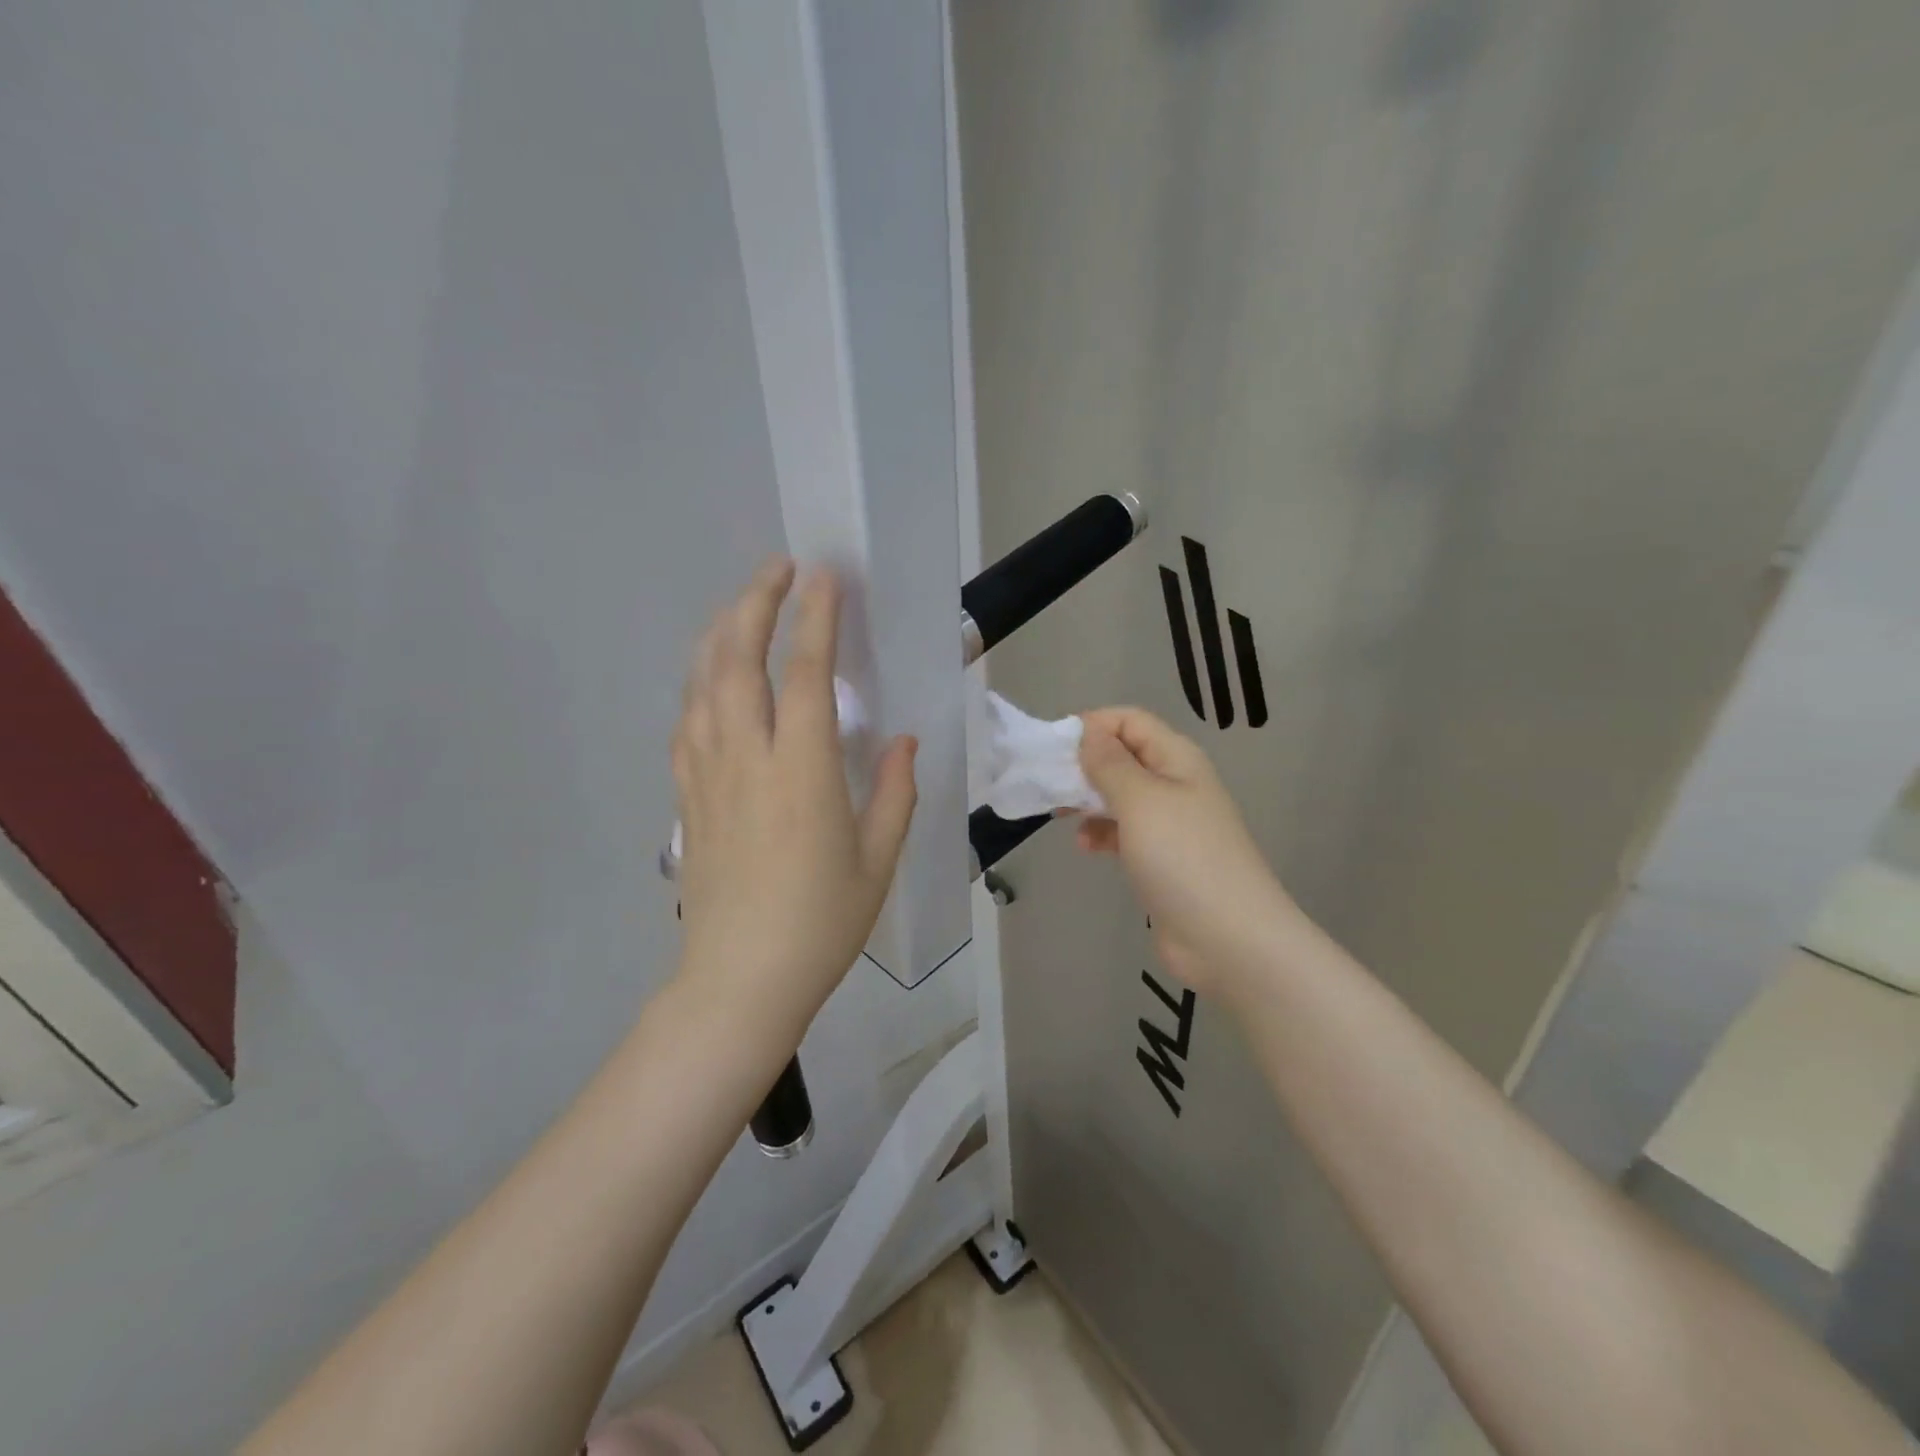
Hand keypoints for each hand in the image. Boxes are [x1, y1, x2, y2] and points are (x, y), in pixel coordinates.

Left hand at [672, 559, 917, 1043]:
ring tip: (743, 607)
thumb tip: (901, 740)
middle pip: (738, 660)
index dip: (815, 619)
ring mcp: (707, 774)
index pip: (807, 675)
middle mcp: (747, 758)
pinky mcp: (686, 796)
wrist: (740, 979)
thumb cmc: (821, 922)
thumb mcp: (878, 859)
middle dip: (755, 603)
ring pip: (703, 683)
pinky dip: (701, 682)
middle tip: (777, 569)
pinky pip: (688, 720)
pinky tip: (712, 677)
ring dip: (722, 633)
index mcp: (802, 772)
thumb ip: (894, 791)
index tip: (823, 577)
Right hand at [1076, 707, 1303, 996]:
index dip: (1092, 725)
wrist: (1228, 939)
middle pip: (1123, 756)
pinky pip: (1123, 831)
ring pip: (1119, 795)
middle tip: (1048, 782)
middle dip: (1084, 764)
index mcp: (1177, 759)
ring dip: (1088, 799)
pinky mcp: (1161, 859)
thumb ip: (1109, 764)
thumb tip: (1088, 733)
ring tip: (1059, 814)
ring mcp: (1170, 824)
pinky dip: (1101, 832)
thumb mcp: (1141, 801)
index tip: (1053, 747)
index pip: (1129, 720)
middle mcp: (1175, 783)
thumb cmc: (1183, 858)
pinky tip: (1084, 846)